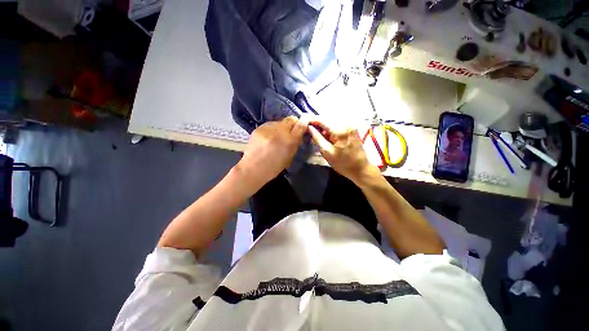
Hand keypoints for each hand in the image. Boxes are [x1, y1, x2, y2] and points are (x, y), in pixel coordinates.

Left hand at [236, 116, 307, 189]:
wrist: (253, 169)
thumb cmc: (274, 167)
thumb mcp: (289, 157)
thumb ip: (296, 143)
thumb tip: (300, 133)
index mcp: (289, 141)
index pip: (300, 125)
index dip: (303, 124)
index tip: (303, 127)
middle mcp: (279, 131)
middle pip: (290, 119)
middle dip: (293, 124)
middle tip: (291, 131)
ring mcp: (268, 128)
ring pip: (280, 121)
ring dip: (282, 127)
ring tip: (278, 136)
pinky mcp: (259, 128)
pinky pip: (270, 124)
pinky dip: (273, 129)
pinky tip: (269, 137)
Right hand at [308, 120, 378, 183]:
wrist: (361, 169)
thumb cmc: (343, 164)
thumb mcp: (327, 152)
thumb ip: (317, 138)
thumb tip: (309, 127)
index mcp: (340, 130)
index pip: (323, 120)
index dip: (312, 119)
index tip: (303, 121)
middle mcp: (346, 124)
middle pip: (327, 119)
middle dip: (317, 123)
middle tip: (308, 129)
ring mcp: (350, 126)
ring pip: (332, 122)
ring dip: (323, 126)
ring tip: (315, 133)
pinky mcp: (352, 129)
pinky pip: (337, 125)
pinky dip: (330, 129)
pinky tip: (325, 135)